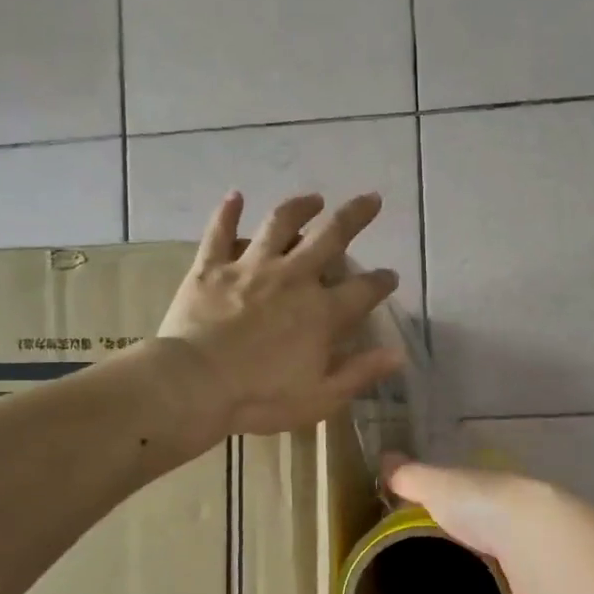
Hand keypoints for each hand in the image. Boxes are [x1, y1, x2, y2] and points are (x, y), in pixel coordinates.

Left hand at [158, 192, 404, 436]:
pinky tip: (235, 196)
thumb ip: (360, 373)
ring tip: (314, 198)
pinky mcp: (212, 268)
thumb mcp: (321, 397)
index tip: (391, 276)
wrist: (194, 385)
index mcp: (322, 313)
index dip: (382, 281)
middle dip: (355, 216)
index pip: (364, 290)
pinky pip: (220, 232)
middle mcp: (292, 278)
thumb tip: (399, 355)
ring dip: (300, 207)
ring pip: (280, 224)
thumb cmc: (260, 397)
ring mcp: (250, 268)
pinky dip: (228, 212)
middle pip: (330, 237)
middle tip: (371, 199)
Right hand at [381, 453, 572, 593]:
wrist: (542, 543)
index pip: (475, 519)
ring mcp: (542, 576)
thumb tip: (384, 462)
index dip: (456, 534)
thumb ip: (413, 479)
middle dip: (480, 589)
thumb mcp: (442, 488)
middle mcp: (524, 541)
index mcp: (497, 509)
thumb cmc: (486, 510)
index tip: (432, 559)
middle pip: (497, 567)